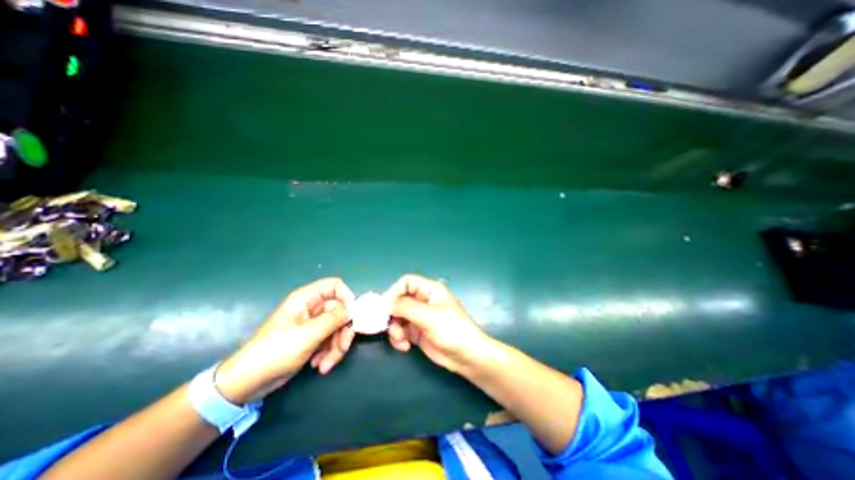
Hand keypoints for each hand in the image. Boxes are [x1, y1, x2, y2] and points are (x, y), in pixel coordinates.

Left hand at [220, 278, 358, 403]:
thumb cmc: (275, 352)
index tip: (352, 316)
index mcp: (307, 299)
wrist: (248, 383)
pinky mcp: (312, 339)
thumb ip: (334, 319)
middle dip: (342, 332)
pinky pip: (330, 340)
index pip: (335, 286)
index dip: (347, 297)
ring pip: (337, 328)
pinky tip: (319, 365)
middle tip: (341, 349)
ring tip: (325, 365)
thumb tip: (352, 310)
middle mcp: (312, 308)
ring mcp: (312, 324)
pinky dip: (329, 353)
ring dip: (336, 346)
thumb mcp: (308, 335)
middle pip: (340, 311)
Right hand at [384, 276, 490, 373]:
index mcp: (430, 290)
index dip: (394, 292)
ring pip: (397, 317)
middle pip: (399, 300)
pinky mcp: (417, 332)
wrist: (467, 357)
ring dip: (395, 329)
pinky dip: (399, 338)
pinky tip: (405, 347)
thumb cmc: (452, 331)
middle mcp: (423, 301)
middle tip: (390, 327)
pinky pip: (401, 330)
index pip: (406, 282)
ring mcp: (420, 317)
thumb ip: (406, 307)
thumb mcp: (429, 316)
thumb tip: (386, 303)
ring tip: (400, 340)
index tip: (384, 307)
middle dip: (392, 314)